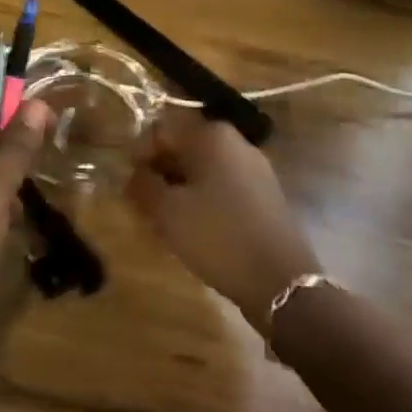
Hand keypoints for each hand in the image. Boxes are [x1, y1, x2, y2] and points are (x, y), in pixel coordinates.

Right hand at [128, 109, 321, 332]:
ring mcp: (256, 167)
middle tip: (146, 203)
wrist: (280, 281)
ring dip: (182, 187)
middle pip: (185, 147)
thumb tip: (133, 172)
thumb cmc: (217, 236)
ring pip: (205, 168)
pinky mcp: (266, 193)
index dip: (140, 154)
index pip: (162, 130)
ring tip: (169, 219)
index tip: (131, 184)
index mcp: (212, 135)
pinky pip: (225, 185)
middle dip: (162, 171)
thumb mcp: (167, 212)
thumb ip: (142, 184)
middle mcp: (236, 141)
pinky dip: (206, 198)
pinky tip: (198, 227)